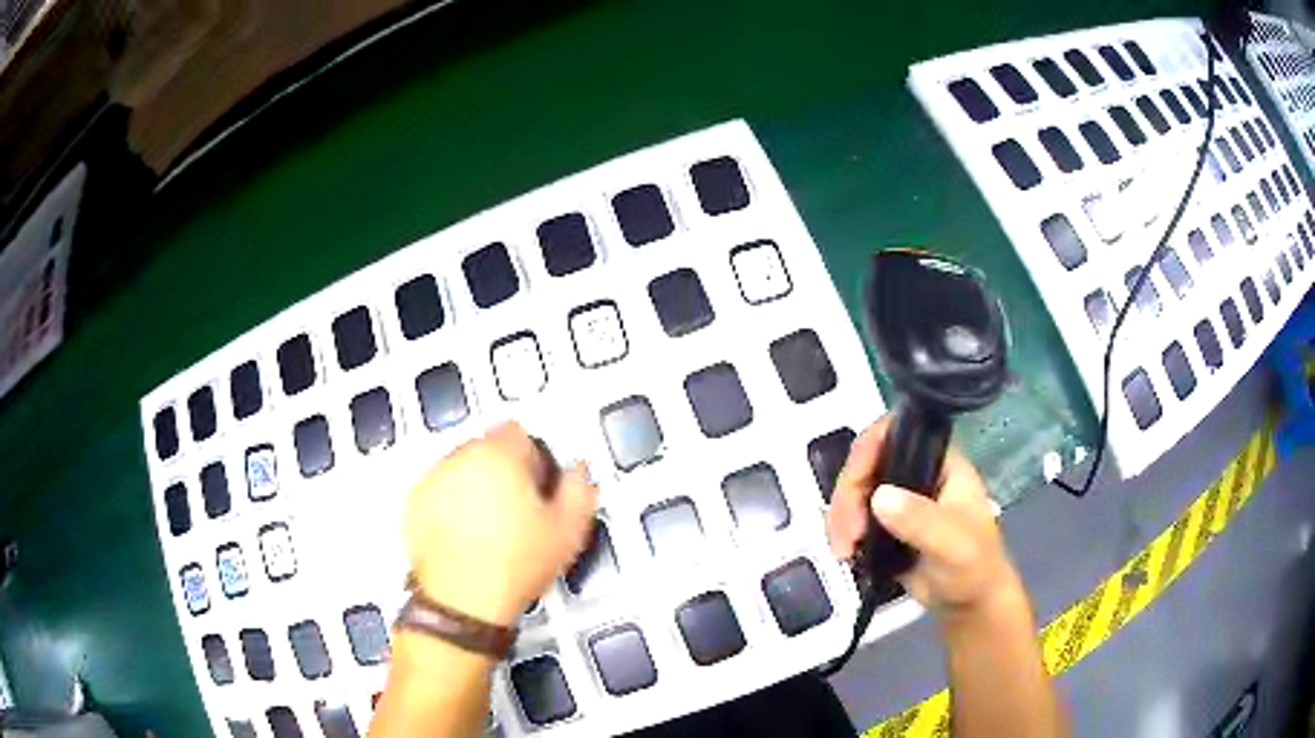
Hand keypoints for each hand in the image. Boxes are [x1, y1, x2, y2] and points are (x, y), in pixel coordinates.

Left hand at [403, 422, 598, 626]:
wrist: (464, 601)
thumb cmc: (515, 565)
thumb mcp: (568, 530)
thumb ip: (580, 488)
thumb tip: (578, 470)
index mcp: (500, 455)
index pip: (518, 432)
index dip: (533, 457)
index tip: (538, 485)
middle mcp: (461, 457)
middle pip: (488, 447)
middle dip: (504, 470)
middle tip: (518, 510)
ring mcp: (433, 479)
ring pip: (463, 468)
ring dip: (476, 485)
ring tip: (490, 526)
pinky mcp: (415, 501)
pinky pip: (440, 489)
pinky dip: (451, 502)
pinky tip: (465, 534)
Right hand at [825, 416, 1019, 614]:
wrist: (968, 603)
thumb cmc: (973, 566)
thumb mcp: (953, 543)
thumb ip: (921, 520)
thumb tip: (879, 497)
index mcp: (940, 462)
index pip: (898, 432)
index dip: (870, 446)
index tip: (855, 481)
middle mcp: (917, 472)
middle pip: (868, 462)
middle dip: (849, 495)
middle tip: (848, 533)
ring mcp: (899, 498)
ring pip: (855, 490)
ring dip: (841, 517)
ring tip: (844, 551)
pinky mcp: (884, 524)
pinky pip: (853, 517)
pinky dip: (842, 531)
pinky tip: (845, 553)